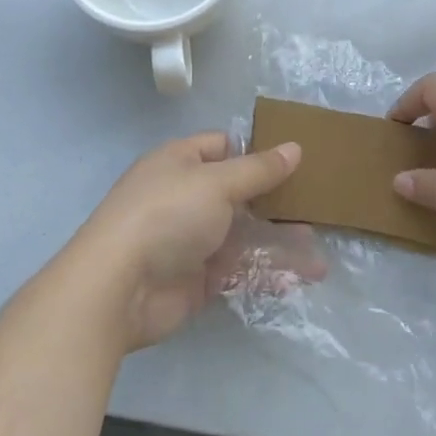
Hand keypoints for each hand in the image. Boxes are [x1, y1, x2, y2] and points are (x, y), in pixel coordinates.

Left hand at [72, 132, 309, 351]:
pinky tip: (298, 280)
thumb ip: (258, 169)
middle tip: (316, 212)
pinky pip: (238, 271)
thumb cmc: (167, 215)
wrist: (118, 288)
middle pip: (239, 195)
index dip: (256, 151)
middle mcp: (186, 197)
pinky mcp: (197, 280)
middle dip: (277, 205)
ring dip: (279, 246)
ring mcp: (191, 240)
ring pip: (243, 237)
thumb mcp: (217, 183)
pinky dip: (265, 274)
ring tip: (318, 259)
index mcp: (181, 162)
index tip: (296, 160)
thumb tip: (295, 147)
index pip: (223, 147)